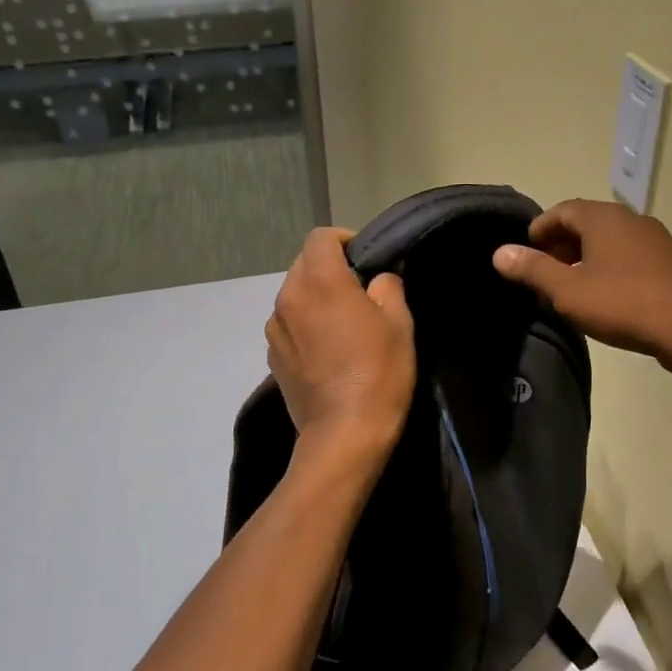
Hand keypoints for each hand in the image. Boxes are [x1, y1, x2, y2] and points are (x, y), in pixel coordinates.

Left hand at [267, 227, 415, 460]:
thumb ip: (387, 286)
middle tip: (360, 292)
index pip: (322, 237)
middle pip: (304, 264)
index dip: (345, 240)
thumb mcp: (399, 323)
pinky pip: (288, 325)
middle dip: (330, 269)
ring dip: (316, 298)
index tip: (365, 259)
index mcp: (320, 281)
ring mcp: (275, 328)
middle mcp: (288, 297)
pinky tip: (327, 350)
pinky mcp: (272, 356)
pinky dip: (305, 325)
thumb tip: (377, 279)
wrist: (345, 433)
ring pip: (294, 295)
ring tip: (342, 324)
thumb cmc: (379, 372)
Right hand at [492, 199, 671, 368]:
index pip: (562, 210)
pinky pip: (629, 257)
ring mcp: (655, 240)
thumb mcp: (568, 291)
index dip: (539, 229)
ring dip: (584, 258)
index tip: (524, 253)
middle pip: (586, 223)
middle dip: (560, 244)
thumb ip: (533, 270)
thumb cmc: (623, 304)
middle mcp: (630, 219)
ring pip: (609, 241)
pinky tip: (604, 297)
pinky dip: (608, 268)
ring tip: (569, 288)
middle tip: (542, 272)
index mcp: (603, 218)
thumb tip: (500, 253)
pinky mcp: (670, 264)